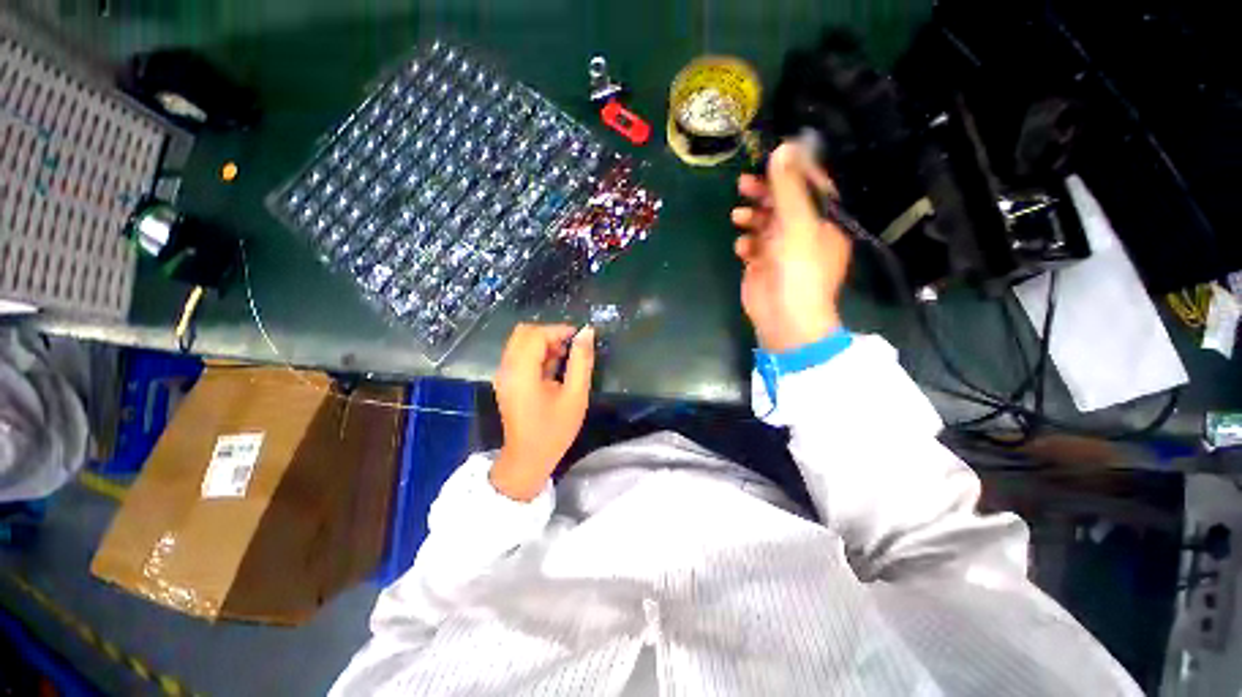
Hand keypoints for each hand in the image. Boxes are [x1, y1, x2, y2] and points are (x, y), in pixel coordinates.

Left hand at [490, 323, 595, 500]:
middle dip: (550, 334)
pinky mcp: (506, 381)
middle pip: (524, 333)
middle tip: (571, 347)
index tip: (580, 338)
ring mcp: (503, 375)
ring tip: (565, 358)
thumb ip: (582, 361)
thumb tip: (587, 332)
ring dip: (544, 343)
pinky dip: (537, 354)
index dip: (559, 330)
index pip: (536, 334)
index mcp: (521, 372)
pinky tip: (553, 368)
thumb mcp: (576, 395)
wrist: (528, 459)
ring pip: (521, 342)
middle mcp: (507, 368)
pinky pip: (519, 355)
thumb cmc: (554, 430)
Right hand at [731, 143, 851, 351]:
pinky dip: (746, 243)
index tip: (771, 158)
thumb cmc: (799, 271)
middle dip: (764, 193)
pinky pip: (753, 245)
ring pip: (764, 223)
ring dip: (751, 217)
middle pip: (783, 203)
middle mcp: (804, 232)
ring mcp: (782, 249)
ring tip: (737, 216)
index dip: (793, 171)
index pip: (811, 187)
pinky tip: (742, 248)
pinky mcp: (762, 264)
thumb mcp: (797, 225)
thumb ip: (789, 189)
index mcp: (823, 221)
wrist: (784, 317)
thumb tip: (784, 148)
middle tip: (743, 184)